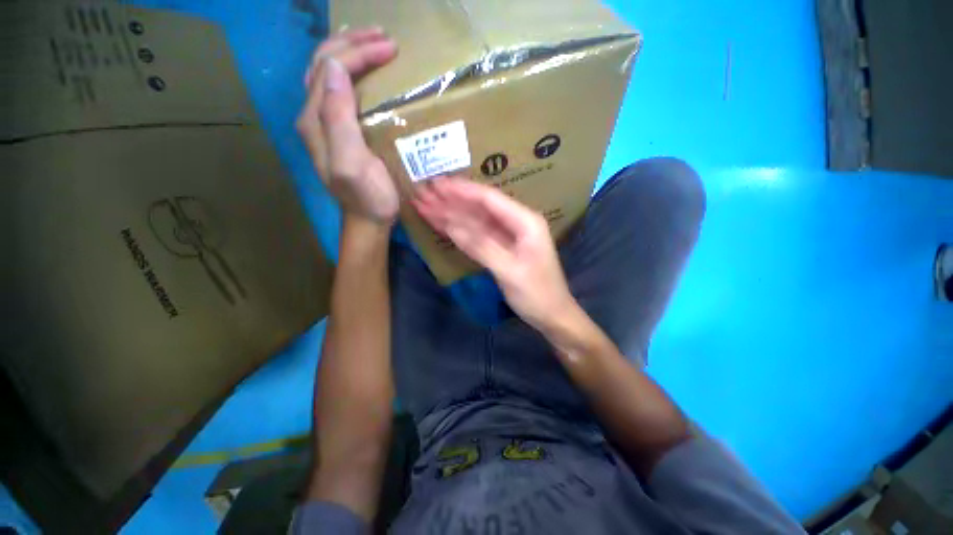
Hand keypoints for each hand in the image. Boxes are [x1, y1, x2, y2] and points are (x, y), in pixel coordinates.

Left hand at [297, 28, 399, 223]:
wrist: (368, 219)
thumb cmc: (367, 197)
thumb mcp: (352, 163)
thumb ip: (338, 119)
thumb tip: (337, 70)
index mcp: (315, 121)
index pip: (331, 70)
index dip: (358, 53)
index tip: (391, 49)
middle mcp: (313, 116)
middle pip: (324, 65)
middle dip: (352, 43)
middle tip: (383, 36)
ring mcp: (324, 123)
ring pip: (327, 74)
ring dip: (348, 51)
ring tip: (370, 41)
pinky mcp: (338, 131)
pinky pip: (336, 90)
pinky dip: (349, 71)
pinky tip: (359, 69)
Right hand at [413, 177, 578, 331]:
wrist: (552, 315)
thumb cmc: (537, 294)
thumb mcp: (510, 271)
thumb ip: (481, 246)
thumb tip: (451, 226)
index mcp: (525, 221)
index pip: (489, 199)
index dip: (462, 190)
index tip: (437, 184)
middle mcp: (517, 223)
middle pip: (480, 208)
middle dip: (452, 200)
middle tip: (423, 193)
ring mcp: (508, 236)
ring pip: (475, 221)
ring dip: (451, 214)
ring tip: (425, 206)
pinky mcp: (501, 249)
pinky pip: (477, 236)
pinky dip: (459, 231)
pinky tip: (442, 225)